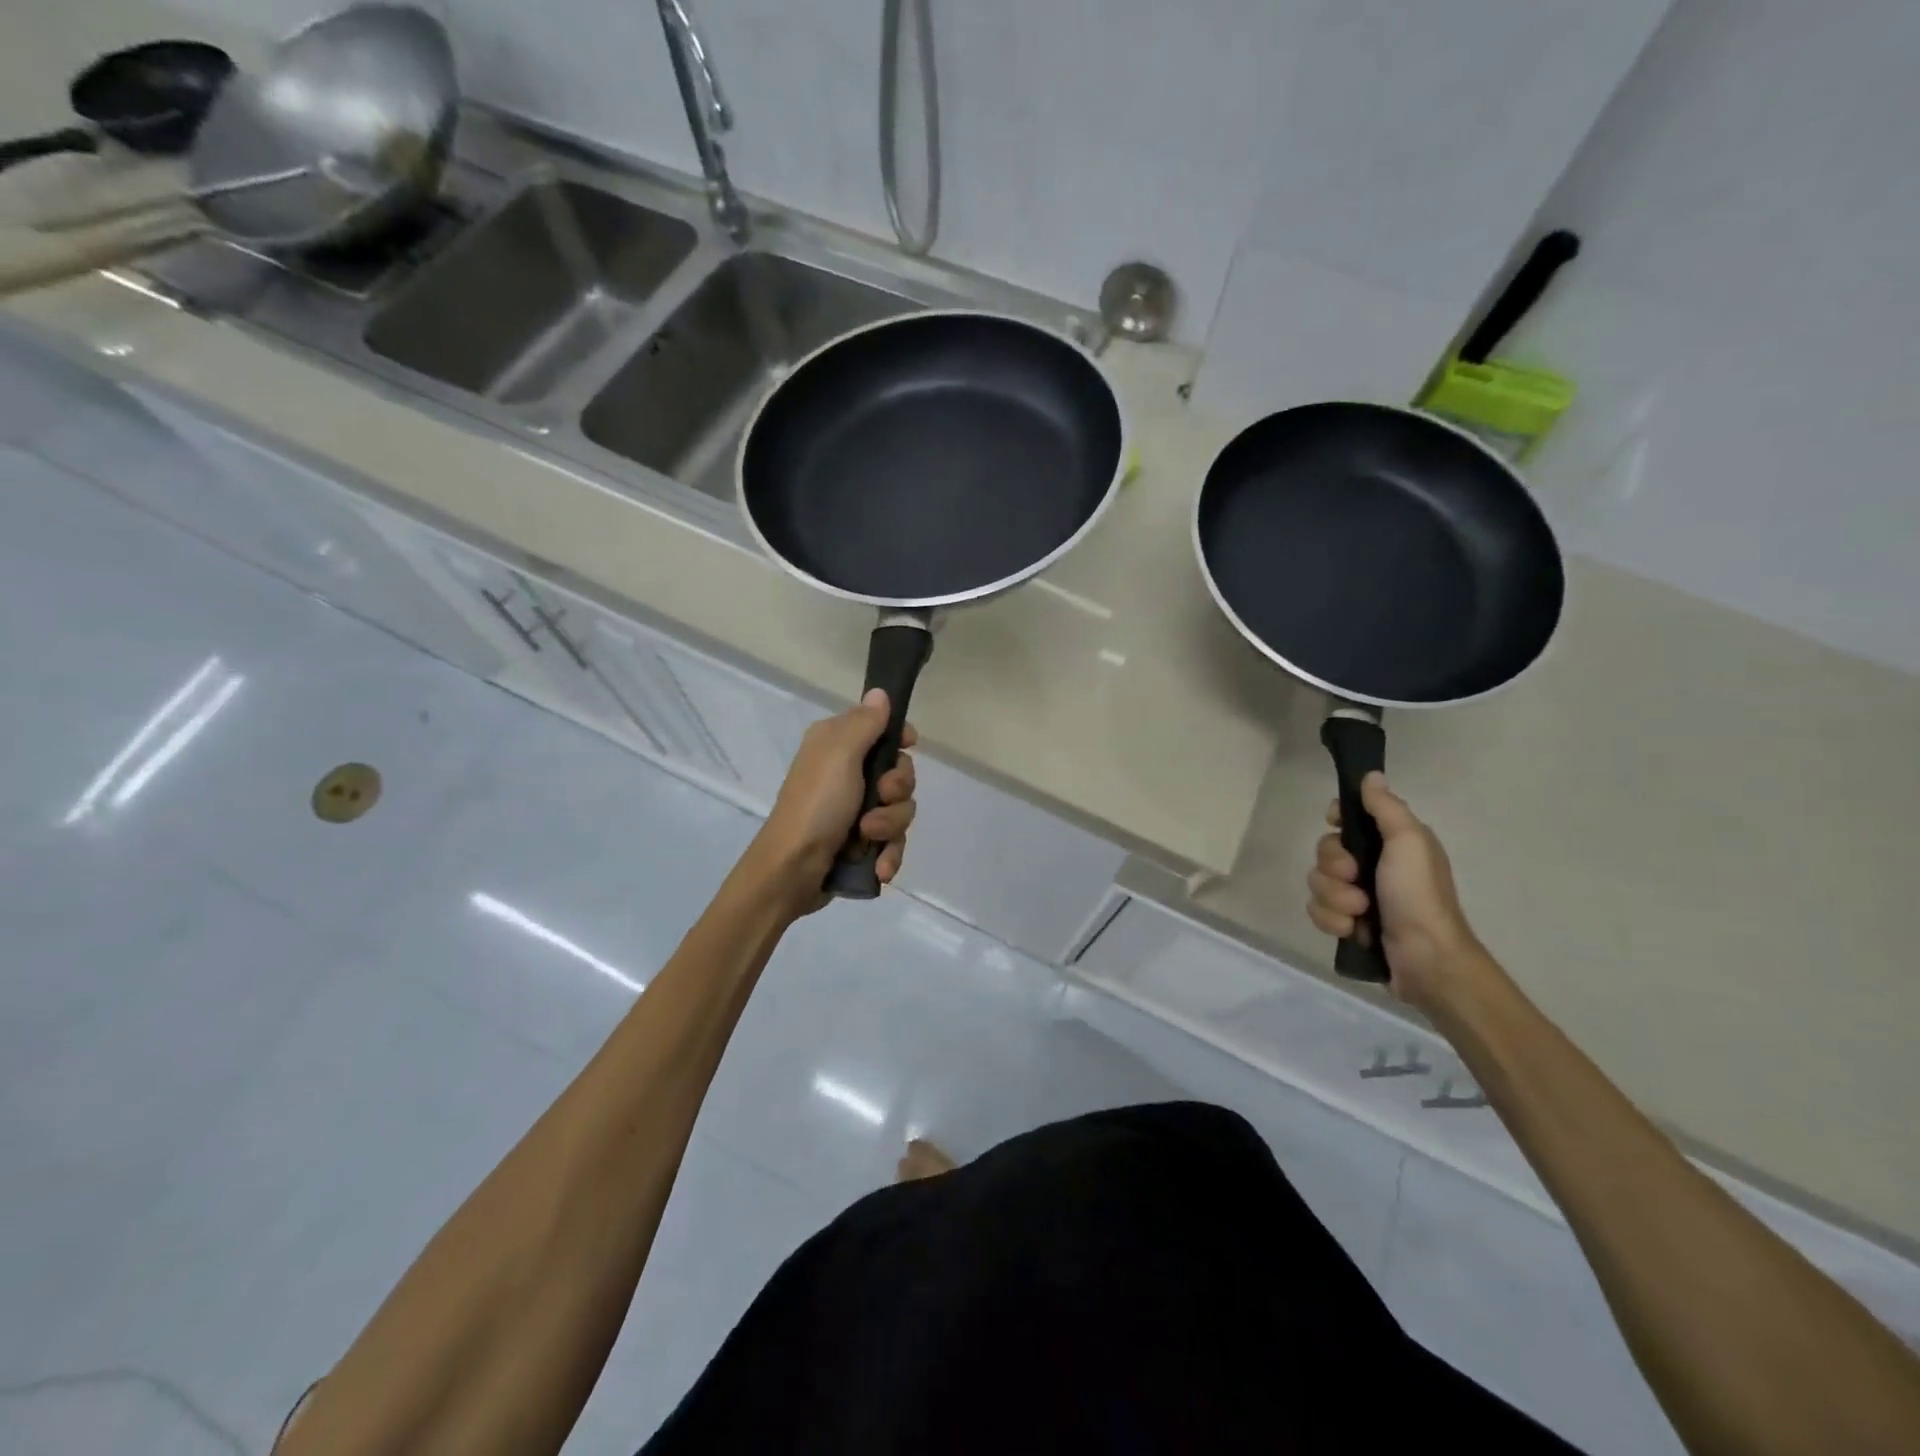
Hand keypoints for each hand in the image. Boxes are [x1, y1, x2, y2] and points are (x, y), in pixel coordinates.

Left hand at [748, 689, 917, 915]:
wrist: (791, 871)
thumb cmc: (816, 805)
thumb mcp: (840, 754)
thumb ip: (865, 722)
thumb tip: (880, 692)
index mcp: (837, 745)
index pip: (882, 729)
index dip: (900, 740)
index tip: (908, 747)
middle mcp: (846, 773)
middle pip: (899, 773)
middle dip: (897, 791)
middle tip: (879, 798)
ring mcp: (855, 811)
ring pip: (900, 810)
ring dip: (890, 827)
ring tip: (867, 838)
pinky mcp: (860, 843)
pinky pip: (893, 842)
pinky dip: (888, 855)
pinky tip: (879, 868)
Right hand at [1307, 772, 1487, 1011]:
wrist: (1426, 959)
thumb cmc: (1418, 895)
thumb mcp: (1408, 842)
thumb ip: (1386, 807)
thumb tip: (1371, 775)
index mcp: (1391, 843)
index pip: (1348, 817)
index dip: (1337, 820)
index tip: (1337, 826)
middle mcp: (1374, 865)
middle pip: (1325, 850)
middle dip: (1334, 867)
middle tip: (1356, 879)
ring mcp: (1359, 896)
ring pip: (1318, 882)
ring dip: (1334, 898)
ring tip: (1359, 913)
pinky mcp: (1348, 923)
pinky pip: (1318, 911)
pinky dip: (1332, 920)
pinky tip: (1353, 930)